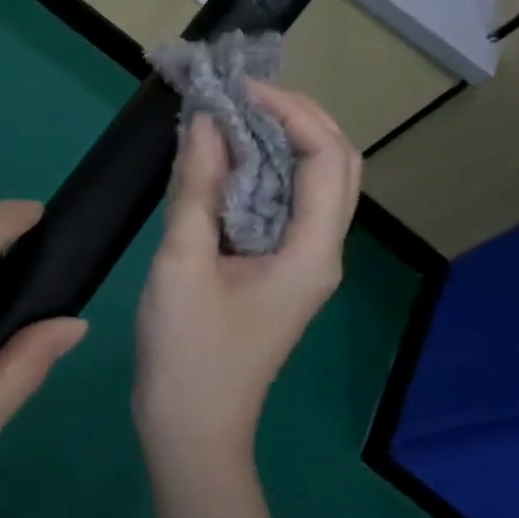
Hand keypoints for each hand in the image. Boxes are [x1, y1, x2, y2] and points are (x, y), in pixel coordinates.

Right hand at [134, 83, 362, 470]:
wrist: (191, 428)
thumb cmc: (188, 352)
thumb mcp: (183, 263)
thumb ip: (198, 188)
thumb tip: (208, 121)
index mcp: (312, 252)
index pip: (326, 157)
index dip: (290, 110)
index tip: (240, 89)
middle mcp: (321, 251)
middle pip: (336, 164)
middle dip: (297, 117)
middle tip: (243, 94)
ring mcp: (303, 262)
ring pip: (314, 182)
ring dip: (282, 140)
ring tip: (234, 113)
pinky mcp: (279, 269)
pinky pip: (285, 203)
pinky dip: (264, 169)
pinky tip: (226, 158)